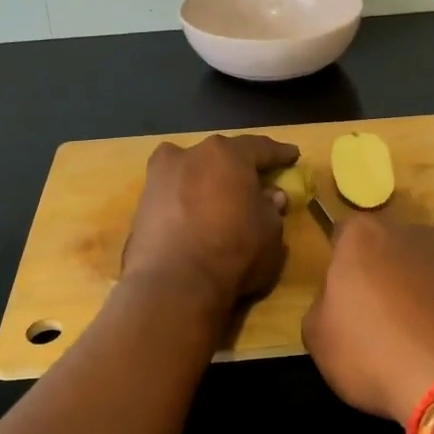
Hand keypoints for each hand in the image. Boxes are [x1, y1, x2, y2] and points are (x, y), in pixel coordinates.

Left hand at [121, 134, 298, 306]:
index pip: (259, 147)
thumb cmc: (233, 251)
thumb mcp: (270, 232)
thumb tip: (270, 196)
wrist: (172, 285)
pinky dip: (187, 201)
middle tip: (255, 179)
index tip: (292, 155)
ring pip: (191, 172)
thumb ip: (272, 208)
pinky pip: (174, 195)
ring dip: (208, 182)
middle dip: (238, 167)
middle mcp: (188, 154)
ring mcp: (158, 178)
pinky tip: (197, 216)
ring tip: (222, 198)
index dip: (279, 153)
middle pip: (220, 156)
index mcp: (225, 154)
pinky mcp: (141, 205)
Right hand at [302, 210, 433, 427]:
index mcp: (363, 235)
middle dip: (379, 274)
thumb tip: (338, 301)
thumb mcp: (318, 336)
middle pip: (384, 248)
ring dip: (414, 293)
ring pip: (420, 269)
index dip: (338, 267)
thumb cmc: (373, 351)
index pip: (341, 236)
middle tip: (374, 318)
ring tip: (412, 338)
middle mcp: (410, 232)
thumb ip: (322, 305)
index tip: (340, 298)